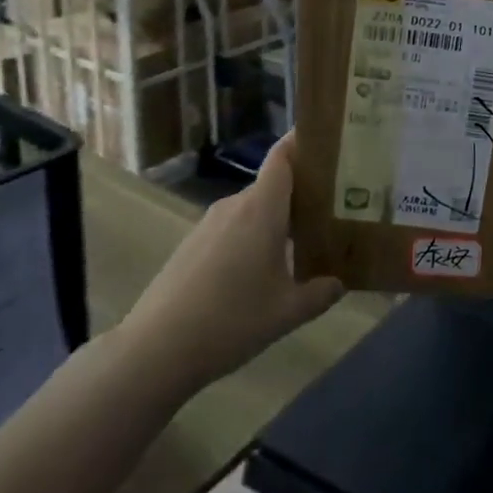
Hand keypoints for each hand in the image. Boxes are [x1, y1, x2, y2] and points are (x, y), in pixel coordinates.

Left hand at [120, 130, 343, 397]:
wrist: (154, 351)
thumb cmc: (230, 321)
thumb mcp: (286, 312)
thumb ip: (320, 294)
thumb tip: (339, 283)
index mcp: (262, 208)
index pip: (283, 155)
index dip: (303, 141)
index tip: (329, 141)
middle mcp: (235, 206)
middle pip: (273, 184)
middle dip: (302, 192)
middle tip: (332, 207)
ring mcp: (209, 225)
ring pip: (253, 210)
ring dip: (276, 220)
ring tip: (302, 242)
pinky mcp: (191, 246)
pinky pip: (232, 229)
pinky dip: (252, 238)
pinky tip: (261, 271)